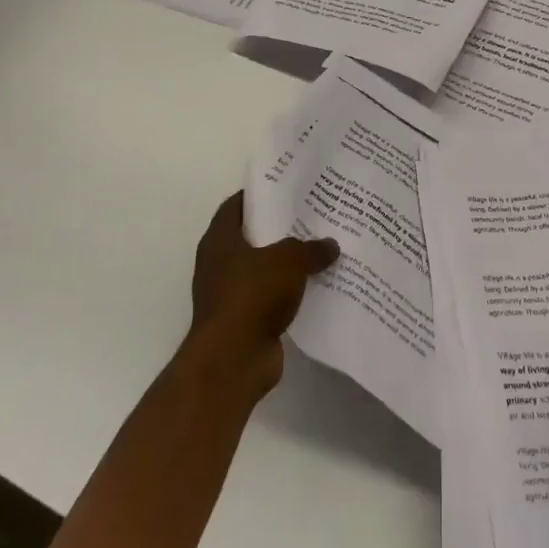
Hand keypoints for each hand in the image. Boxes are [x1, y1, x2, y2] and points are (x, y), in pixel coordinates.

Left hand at [187, 192, 338, 397]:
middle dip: (278, 229)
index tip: (285, 188)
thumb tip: (330, 245)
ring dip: (286, 264)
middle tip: (311, 217)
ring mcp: (229, 295)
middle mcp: (218, 265)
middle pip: (251, 238)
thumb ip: (310, 248)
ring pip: (263, 270)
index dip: (258, 195)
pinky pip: (270, 298)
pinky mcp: (244, 321)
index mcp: (220, 241)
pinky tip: (316, 287)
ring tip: (320, 250)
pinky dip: (289, 293)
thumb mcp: (289, 260)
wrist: (234, 359)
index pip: (235, 206)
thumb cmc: (252, 295)